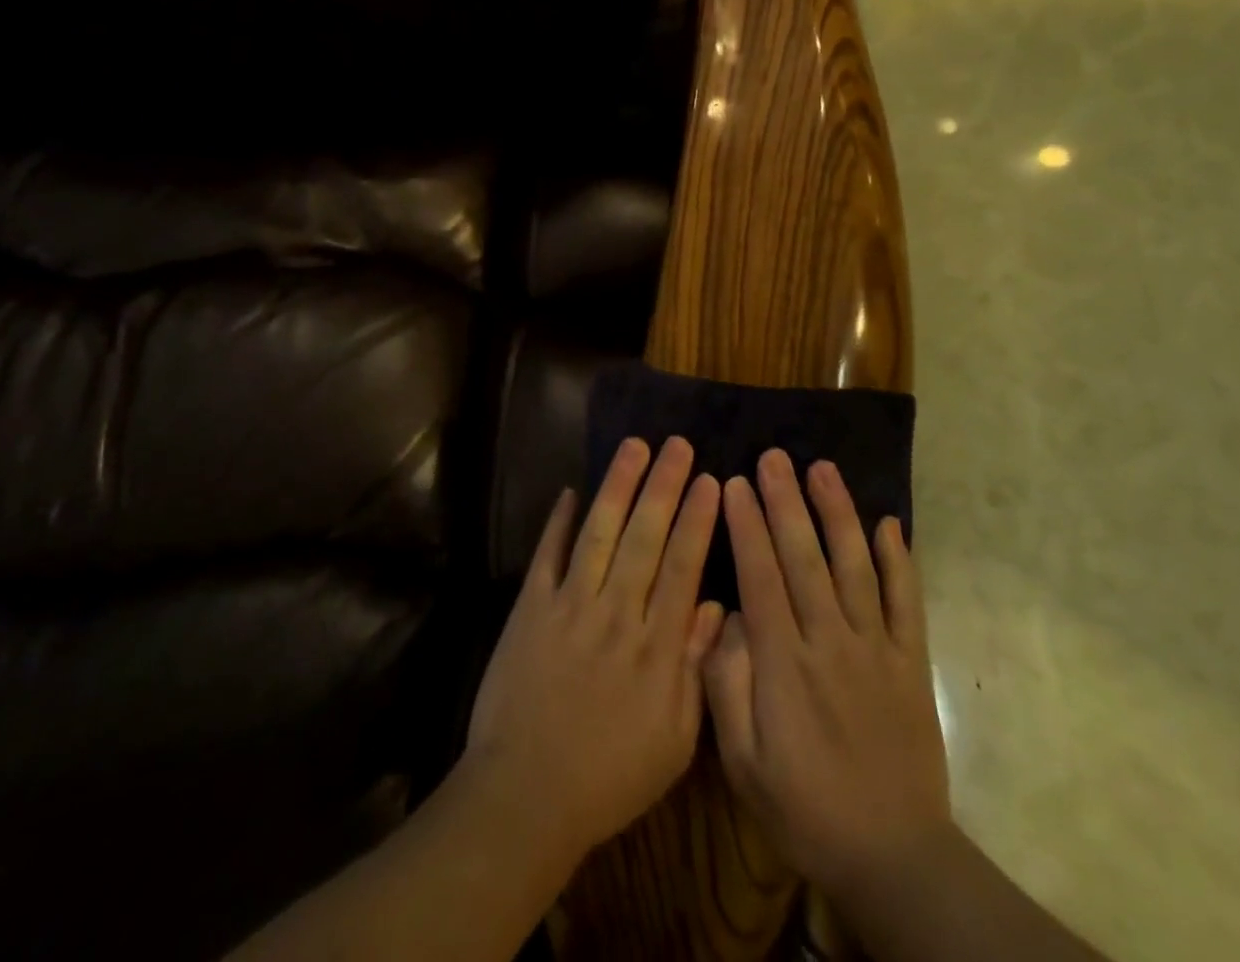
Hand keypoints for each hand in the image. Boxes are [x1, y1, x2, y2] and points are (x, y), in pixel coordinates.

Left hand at [466, 436, 724, 860]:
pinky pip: (548, 555)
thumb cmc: (609, 777)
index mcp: (655, 648)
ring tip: (634, 447)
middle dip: (663, 486)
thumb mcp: (673, 741)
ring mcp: (569, 606)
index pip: (682, 567)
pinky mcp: (530, 608)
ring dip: (617, 486)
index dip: (697, 520)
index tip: (711, 480)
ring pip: (599, 533)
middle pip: (644, 537)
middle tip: (677, 444)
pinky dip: (559, 521)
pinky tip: (571, 491)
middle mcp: (616, 614)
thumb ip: (695, 670)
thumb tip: (713, 606)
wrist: (526, 794)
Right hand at [702, 451, 950, 900]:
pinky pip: (907, 603)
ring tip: (822, 469)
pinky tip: (889, 524)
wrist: (894, 858)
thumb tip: (723, 616)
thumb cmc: (804, 807)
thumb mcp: (742, 761)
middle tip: (772, 456)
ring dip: (838, 513)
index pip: (761, 576)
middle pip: (805, 558)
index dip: (746, 525)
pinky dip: (900, 561)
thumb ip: (726, 684)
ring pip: (855, 566)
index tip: (734, 483)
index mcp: (785, 663)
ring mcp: (876, 649)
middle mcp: (831, 642)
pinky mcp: (911, 663)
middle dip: (785, 501)